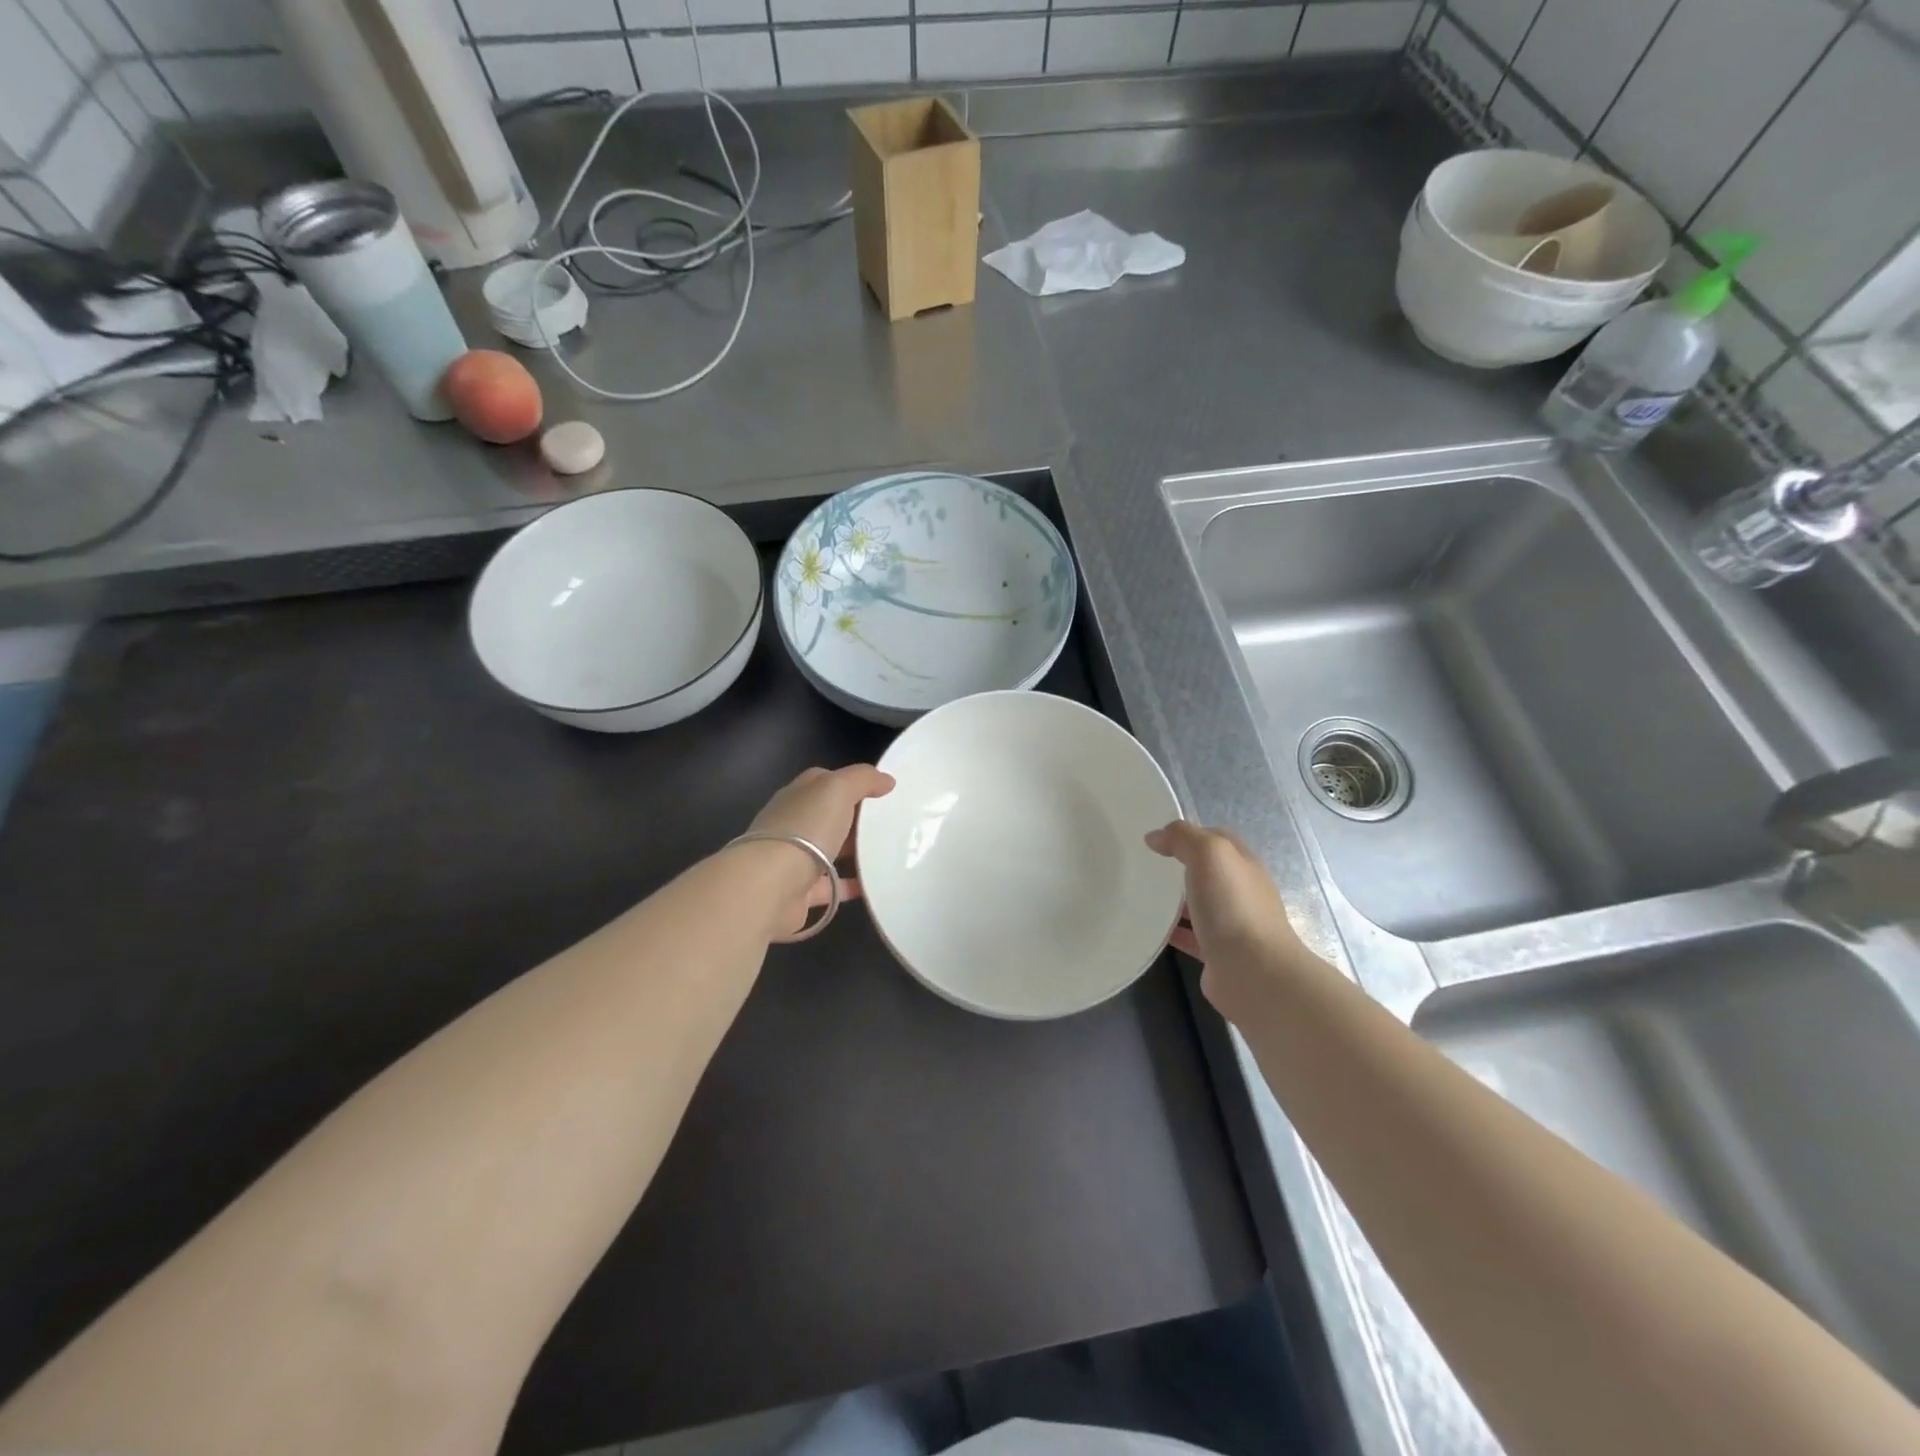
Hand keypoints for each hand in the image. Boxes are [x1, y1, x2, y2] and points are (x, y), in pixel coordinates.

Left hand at [745, 765, 894, 936]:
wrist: (770, 886)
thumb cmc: (804, 829)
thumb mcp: (837, 789)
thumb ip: (862, 779)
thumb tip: (886, 780)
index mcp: (797, 796)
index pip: (823, 781)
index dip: (850, 781)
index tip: (880, 791)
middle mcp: (792, 824)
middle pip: (827, 816)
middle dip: (854, 818)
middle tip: (890, 824)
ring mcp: (792, 859)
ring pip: (828, 851)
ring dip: (852, 852)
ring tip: (887, 854)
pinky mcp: (798, 892)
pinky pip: (830, 887)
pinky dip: (850, 886)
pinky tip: (873, 885)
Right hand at [1146, 820, 1308, 1021]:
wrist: (1253, 972)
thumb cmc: (1233, 906)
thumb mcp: (1209, 854)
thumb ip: (1183, 838)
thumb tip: (1156, 837)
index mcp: (1244, 865)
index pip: (1218, 839)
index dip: (1190, 834)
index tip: (1158, 840)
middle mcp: (1242, 892)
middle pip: (1210, 872)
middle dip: (1181, 867)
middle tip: (1146, 867)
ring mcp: (1233, 925)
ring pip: (1200, 905)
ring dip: (1177, 901)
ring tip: (1143, 896)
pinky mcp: (1219, 954)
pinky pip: (1191, 936)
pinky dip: (1174, 931)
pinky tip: (1152, 929)